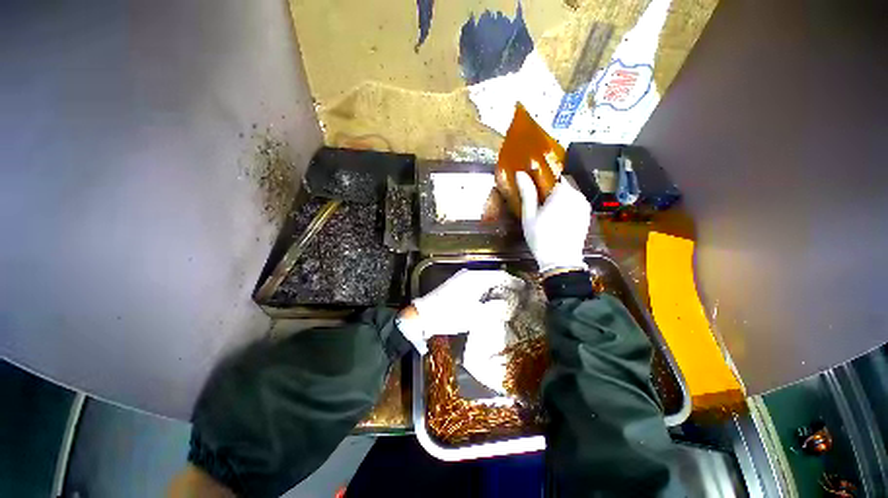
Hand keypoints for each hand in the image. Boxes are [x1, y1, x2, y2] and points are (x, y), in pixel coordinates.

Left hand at [398, 269, 522, 353]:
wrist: (425, 314)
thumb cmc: (451, 314)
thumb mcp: (475, 315)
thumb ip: (495, 308)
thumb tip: (508, 303)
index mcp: (475, 278)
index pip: (499, 275)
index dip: (513, 281)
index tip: (524, 287)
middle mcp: (469, 274)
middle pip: (493, 276)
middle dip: (505, 284)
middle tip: (517, 294)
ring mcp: (461, 277)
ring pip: (484, 279)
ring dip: (495, 287)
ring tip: (506, 297)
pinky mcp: (457, 283)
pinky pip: (476, 283)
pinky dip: (486, 289)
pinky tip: (488, 298)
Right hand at [515, 171, 590, 272]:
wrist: (560, 260)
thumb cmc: (541, 237)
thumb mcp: (529, 215)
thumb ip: (527, 193)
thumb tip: (520, 173)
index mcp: (563, 193)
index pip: (551, 177)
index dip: (540, 182)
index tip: (531, 190)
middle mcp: (577, 195)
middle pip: (560, 186)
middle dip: (548, 192)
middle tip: (536, 205)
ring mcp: (584, 205)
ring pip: (567, 195)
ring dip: (557, 200)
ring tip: (545, 214)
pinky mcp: (586, 215)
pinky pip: (574, 204)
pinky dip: (565, 207)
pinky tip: (556, 220)